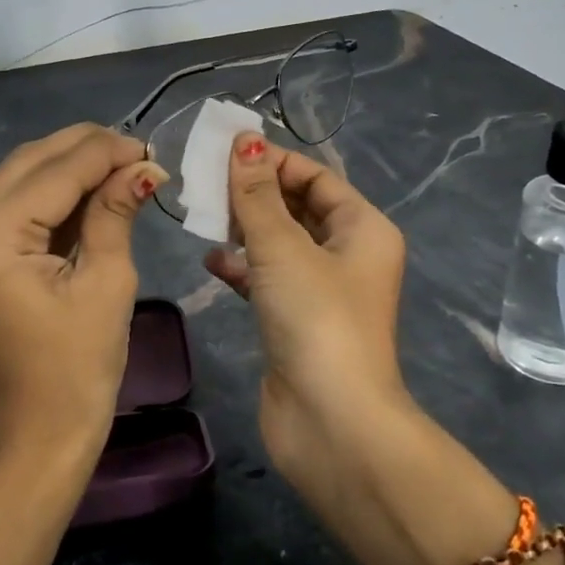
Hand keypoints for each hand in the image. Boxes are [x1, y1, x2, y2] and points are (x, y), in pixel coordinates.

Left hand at [0, 124, 165, 463]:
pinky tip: (91, 192)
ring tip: (122, 169)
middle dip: (86, 151)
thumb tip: (142, 167)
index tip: (150, 148)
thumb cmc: (77, 373)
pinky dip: (51, 196)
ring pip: (19, 179)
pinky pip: (12, 208)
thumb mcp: (107, 284)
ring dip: (69, 169)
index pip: (55, 172)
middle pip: (29, 164)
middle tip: (138, 154)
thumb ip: (115, 212)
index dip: (106, 152)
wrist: (34, 440)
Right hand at [205, 132, 408, 474]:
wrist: (331, 423)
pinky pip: (267, 279)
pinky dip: (242, 268)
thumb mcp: (283, 247)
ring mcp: (322, 291)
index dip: (274, 160)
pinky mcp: (297, 321)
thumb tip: (244, 141)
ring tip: (202, 214)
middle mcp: (348, 254)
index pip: (316, 177)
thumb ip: (257, 194)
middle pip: (297, 207)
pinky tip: (211, 262)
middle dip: (255, 193)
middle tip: (204, 179)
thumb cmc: (316, 319)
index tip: (225, 149)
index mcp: (362, 228)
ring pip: (279, 244)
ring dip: (244, 229)